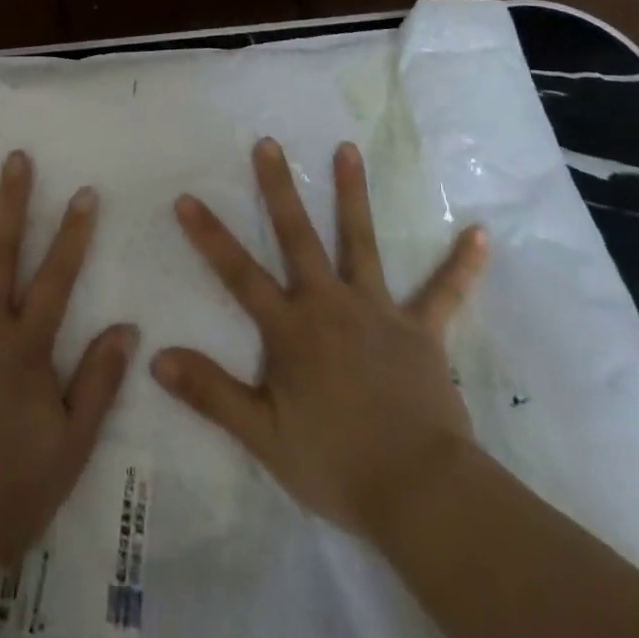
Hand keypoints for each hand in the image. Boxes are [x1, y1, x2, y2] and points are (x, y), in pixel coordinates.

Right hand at [151, 138, 487, 544]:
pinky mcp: (421, 331)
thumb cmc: (337, 464)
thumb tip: (157, 358)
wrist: (421, 494)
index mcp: (291, 329)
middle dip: (279, 188)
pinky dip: (461, 265)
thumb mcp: (263, 436)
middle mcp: (330, 304)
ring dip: (353, 195)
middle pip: (297, 237)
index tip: (186, 196)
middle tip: (269, 142)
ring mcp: (378, 312)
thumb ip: (211, 393)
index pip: (239, 274)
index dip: (210, 236)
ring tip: (348, 149)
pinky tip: (481, 235)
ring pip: (360, 243)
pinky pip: (443, 293)